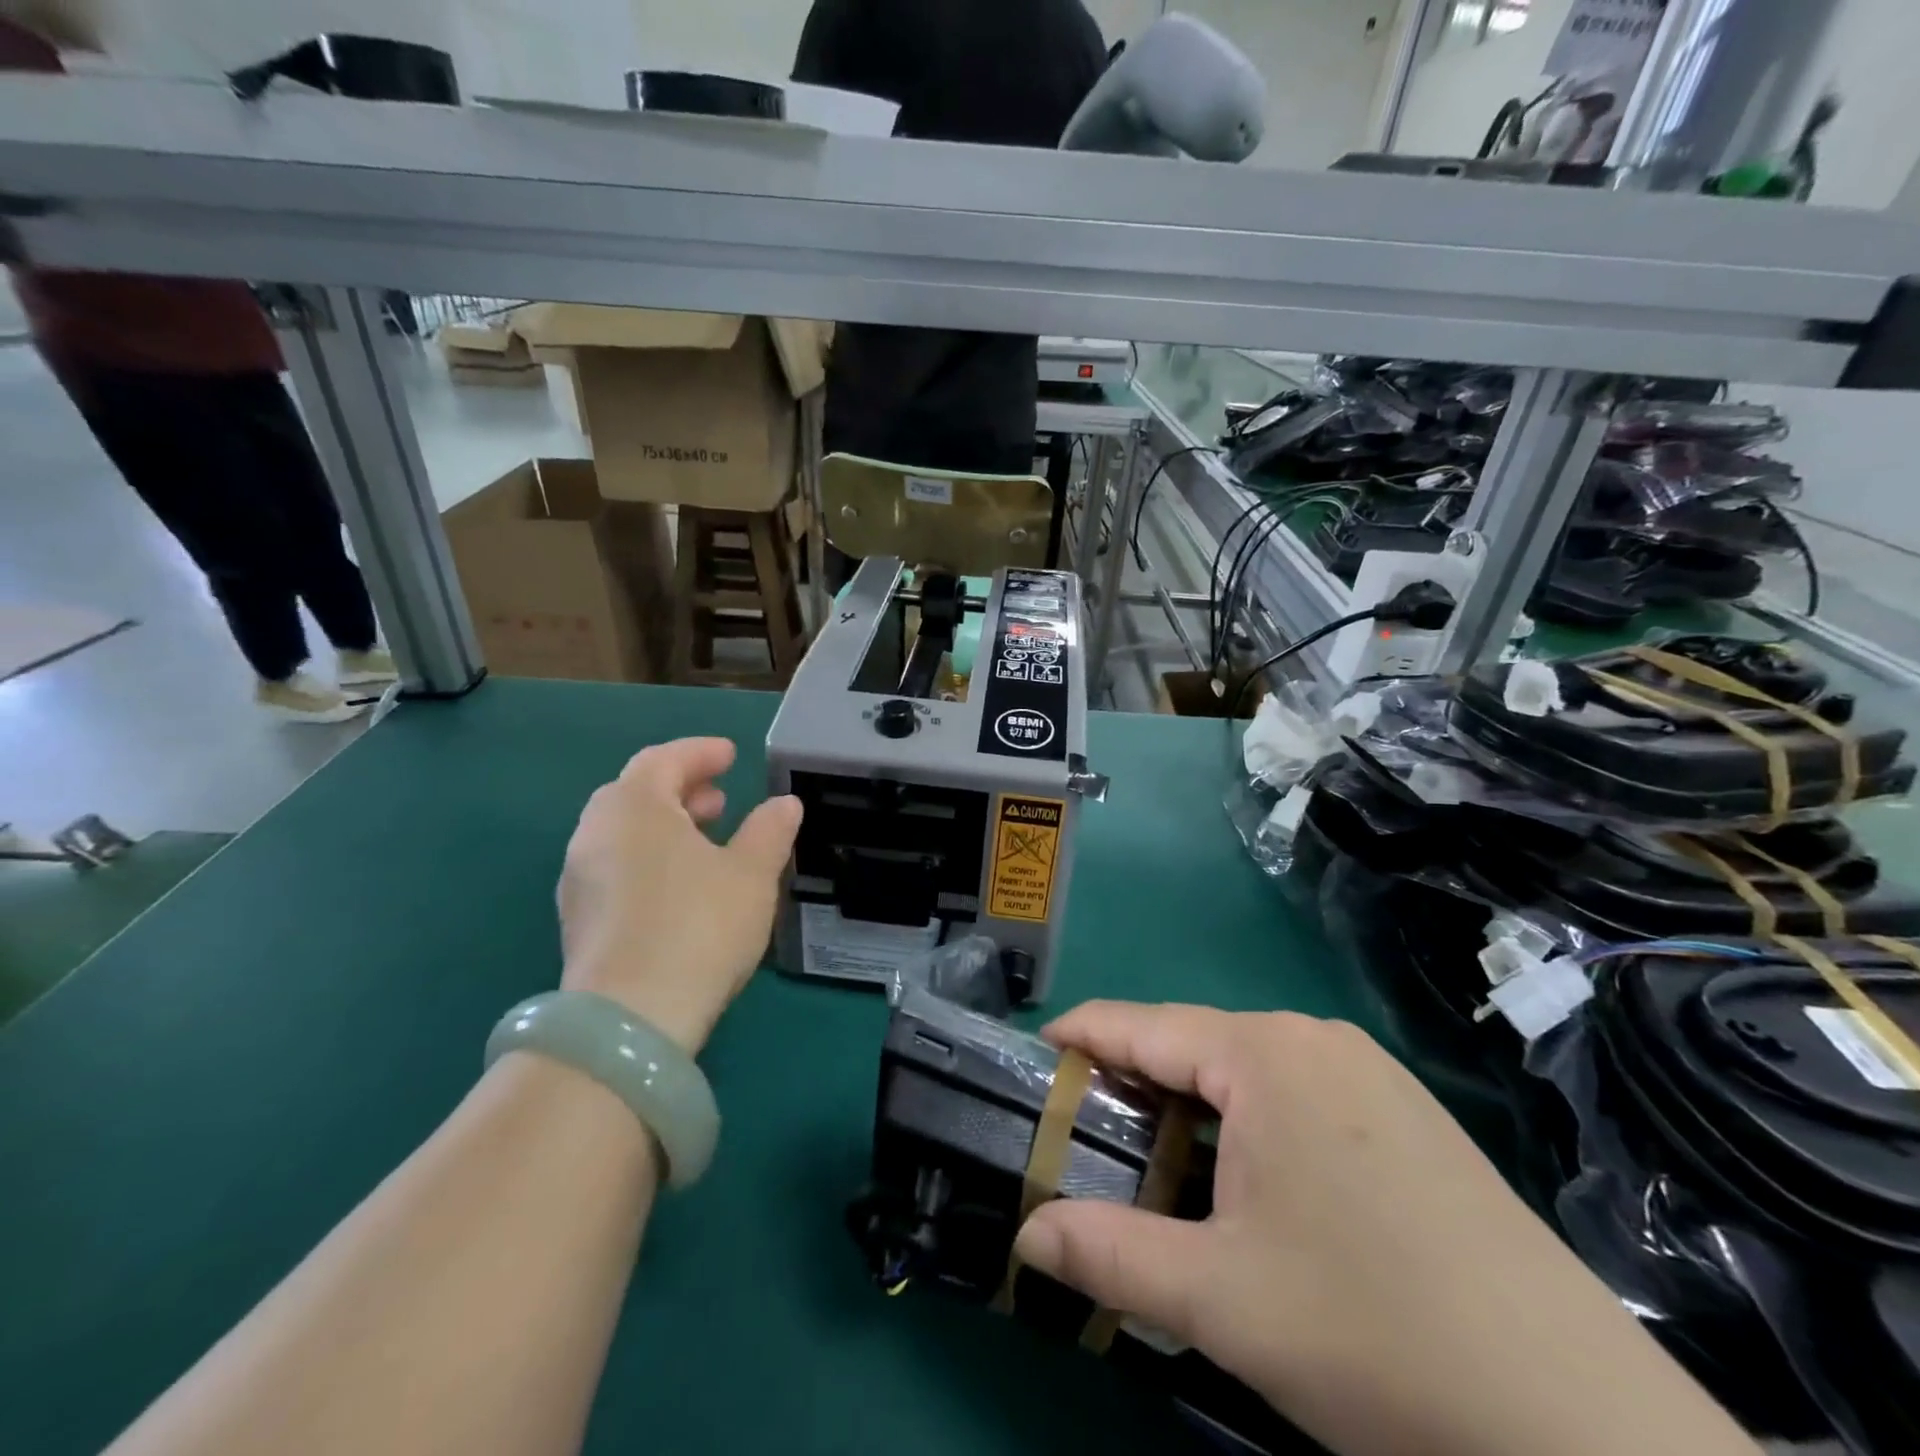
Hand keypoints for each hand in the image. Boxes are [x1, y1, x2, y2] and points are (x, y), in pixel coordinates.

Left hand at [557, 738, 800, 1054]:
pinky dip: (649, 858)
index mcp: (634, 807)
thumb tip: (784, 804)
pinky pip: (615, 867)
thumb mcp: (752, 874)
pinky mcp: (578, 920)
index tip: (731, 755)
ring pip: (624, 833)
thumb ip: (770, 831)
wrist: (631, 1019)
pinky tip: (680, 886)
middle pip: (636, 793)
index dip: (700, 752)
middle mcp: (595, 834)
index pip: (663, 759)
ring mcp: (579, 879)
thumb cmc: (699, 926)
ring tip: (706, 840)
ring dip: (665, 825)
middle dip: (681, 789)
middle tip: (720, 799)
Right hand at [1013, 1004, 1755, 1455]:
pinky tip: (1247, 1184)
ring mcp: (1367, 1071)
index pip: (1140, 1024)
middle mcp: (1314, 1038)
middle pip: (1192, 1045)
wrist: (1586, 1430)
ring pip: (1243, 1070)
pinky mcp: (1403, 1111)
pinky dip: (1246, 1122)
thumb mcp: (1219, 1299)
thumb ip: (1107, 1256)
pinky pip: (1294, 1092)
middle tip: (1087, 1141)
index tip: (1031, 1066)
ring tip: (1154, 1166)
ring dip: (1189, 1109)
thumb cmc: (1376, 1336)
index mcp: (1264, 1053)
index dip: (1077, 1040)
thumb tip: (1025, 1237)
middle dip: (1132, 1085)